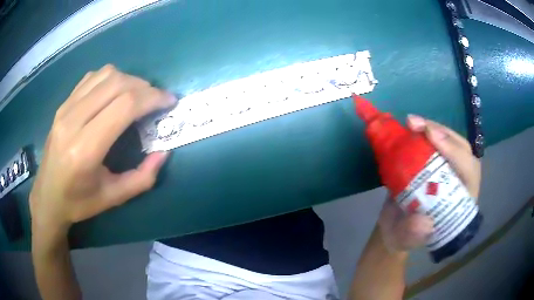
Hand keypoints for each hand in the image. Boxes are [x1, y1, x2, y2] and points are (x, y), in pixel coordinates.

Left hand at [29, 65, 175, 232]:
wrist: (47, 196)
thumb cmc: (79, 202)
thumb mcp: (113, 198)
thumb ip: (142, 178)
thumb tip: (163, 152)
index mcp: (85, 150)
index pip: (124, 106)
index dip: (152, 98)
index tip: (169, 101)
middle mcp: (73, 121)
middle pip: (117, 84)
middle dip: (144, 87)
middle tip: (156, 100)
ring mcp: (65, 108)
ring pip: (105, 75)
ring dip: (129, 80)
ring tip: (137, 96)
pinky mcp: (63, 104)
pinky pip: (92, 77)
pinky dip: (111, 79)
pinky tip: (114, 93)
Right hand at [377, 115, 481, 252]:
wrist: (393, 227)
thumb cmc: (403, 236)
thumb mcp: (405, 240)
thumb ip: (413, 235)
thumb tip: (424, 222)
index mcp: (460, 201)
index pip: (468, 172)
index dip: (455, 153)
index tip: (432, 138)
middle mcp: (458, 181)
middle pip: (462, 150)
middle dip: (444, 135)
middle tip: (419, 125)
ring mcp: (447, 169)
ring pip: (450, 142)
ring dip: (433, 128)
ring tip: (412, 122)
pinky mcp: (434, 162)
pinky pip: (434, 142)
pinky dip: (423, 132)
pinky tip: (411, 127)